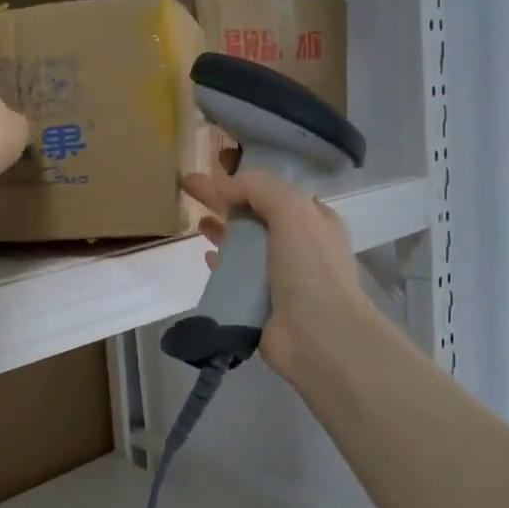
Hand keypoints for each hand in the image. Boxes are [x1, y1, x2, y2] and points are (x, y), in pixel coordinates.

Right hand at [181, 168, 372, 385]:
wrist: (319, 336)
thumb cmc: (310, 267)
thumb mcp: (292, 209)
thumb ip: (257, 187)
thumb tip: (221, 183)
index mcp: (314, 221)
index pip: (276, 192)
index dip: (246, 180)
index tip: (214, 171)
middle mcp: (299, 246)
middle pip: (255, 216)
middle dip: (224, 200)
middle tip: (188, 187)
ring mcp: (280, 277)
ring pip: (244, 246)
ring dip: (222, 231)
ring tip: (195, 221)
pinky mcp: (261, 303)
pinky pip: (236, 277)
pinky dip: (220, 264)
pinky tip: (205, 257)